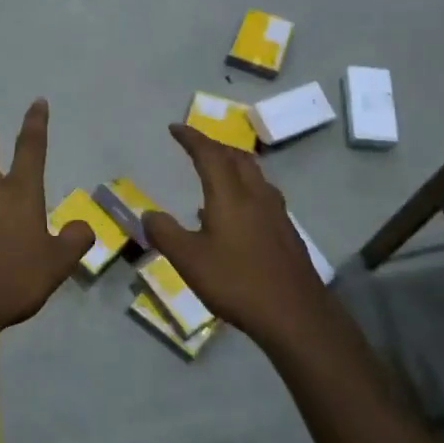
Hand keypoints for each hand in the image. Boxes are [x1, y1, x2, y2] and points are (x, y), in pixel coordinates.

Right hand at [144, 123, 342, 350]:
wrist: (295, 314)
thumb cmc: (237, 282)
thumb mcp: (189, 260)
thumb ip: (165, 233)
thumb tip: (148, 214)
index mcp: (230, 195)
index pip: (210, 154)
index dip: (192, 138)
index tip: (175, 128)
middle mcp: (256, 195)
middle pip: (237, 157)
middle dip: (215, 146)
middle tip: (196, 146)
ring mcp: (276, 213)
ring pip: (254, 175)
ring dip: (233, 165)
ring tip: (215, 172)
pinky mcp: (286, 232)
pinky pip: (262, 195)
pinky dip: (244, 188)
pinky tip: (234, 213)